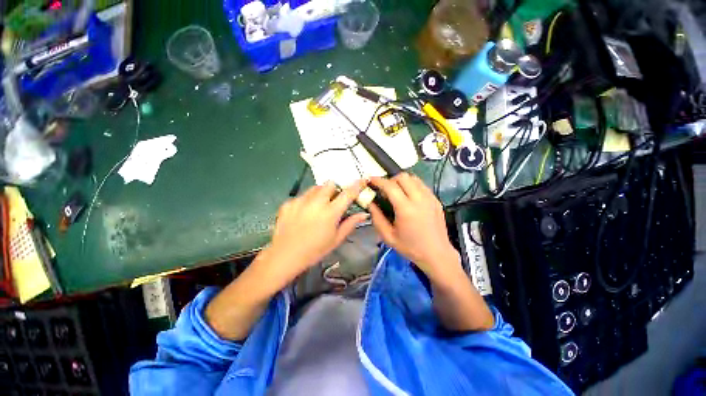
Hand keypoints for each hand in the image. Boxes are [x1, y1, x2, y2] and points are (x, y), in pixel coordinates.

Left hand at [266, 180, 368, 284]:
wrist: (284, 256)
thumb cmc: (315, 250)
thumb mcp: (336, 239)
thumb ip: (350, 223)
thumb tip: (363, 214)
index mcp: (331, 212)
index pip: (348, 193)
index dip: (357, 185)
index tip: (361, 180)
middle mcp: (316, 202)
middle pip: (329, 184)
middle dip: (334, 189)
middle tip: (333, 200)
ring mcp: (301, 201)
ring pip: (315, 188)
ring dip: (320, 194)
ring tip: (317, 207)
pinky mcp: (288, 203)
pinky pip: (302, 196)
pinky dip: (306, 201)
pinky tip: (302, 214)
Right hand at [368, 173, 458, 278]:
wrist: (437, 254)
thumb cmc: (411, 247)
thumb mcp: (388, 236)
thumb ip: (377, 218)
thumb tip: (370, 203)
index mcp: (406, 209)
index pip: (390, 186)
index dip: (378, 180)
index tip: (371, 180)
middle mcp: (419, 199)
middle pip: (403, 177)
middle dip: (391, 179)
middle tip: (385, 189)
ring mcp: (430, 198)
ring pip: (414, 178)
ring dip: (402, 181)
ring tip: (396, 191)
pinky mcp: (436, 200)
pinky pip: (422, 185)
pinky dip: (412, 185)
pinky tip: (409, 197)